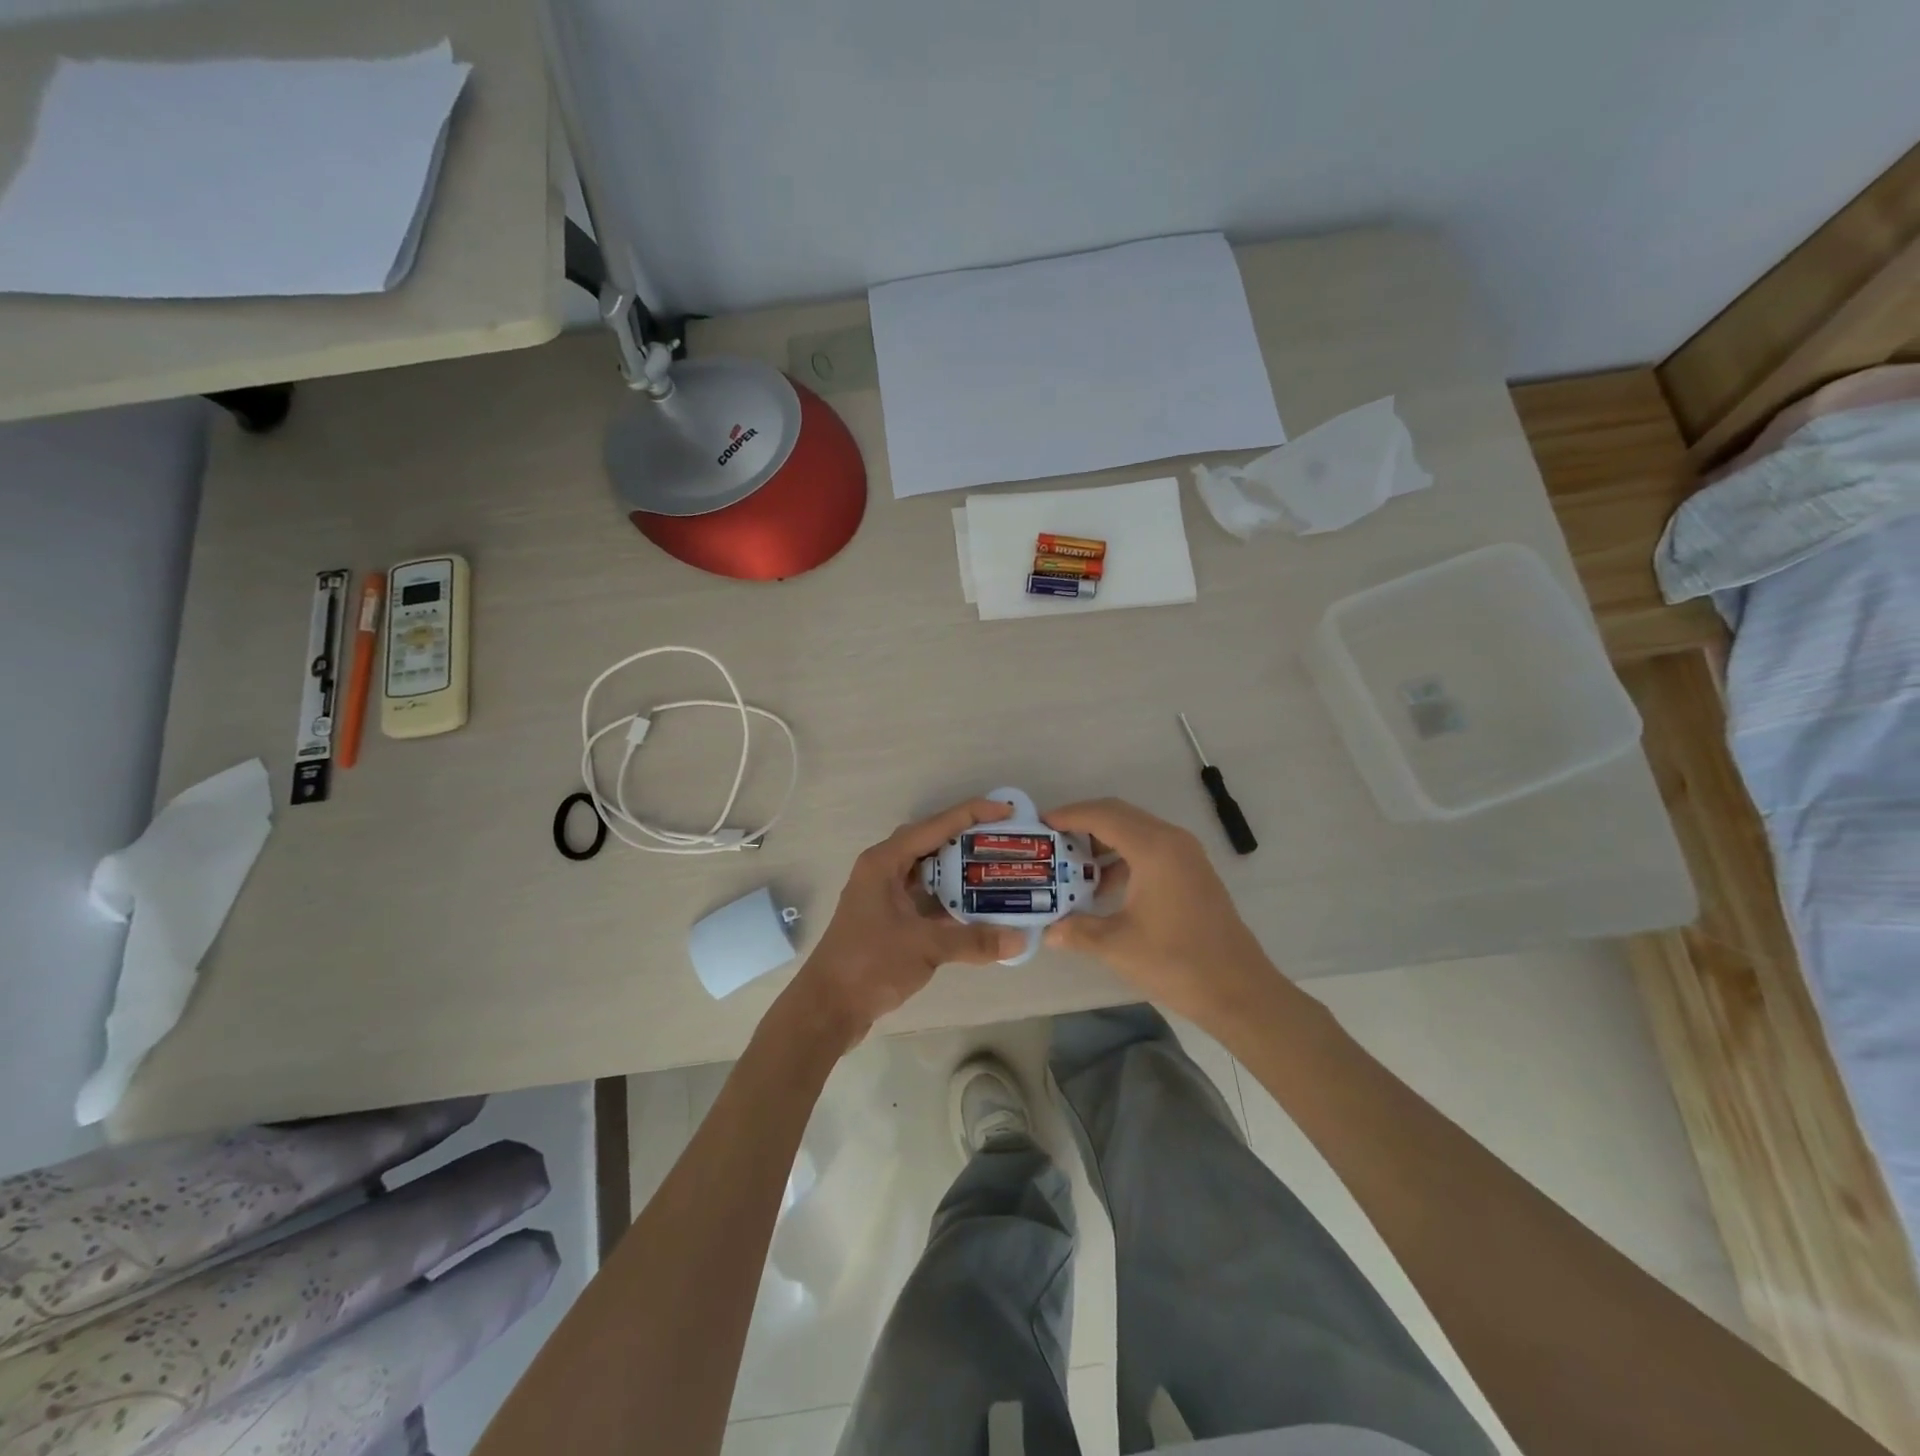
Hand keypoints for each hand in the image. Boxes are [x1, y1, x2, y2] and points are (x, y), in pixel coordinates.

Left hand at [784, 799, 1025, 1049]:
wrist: (828, 1007)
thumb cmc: (870, 964)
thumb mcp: (925, 947)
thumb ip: (974, 940)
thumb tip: (1021, 940)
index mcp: (885, 862)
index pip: (935, 826)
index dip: (972, 814)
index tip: (1007, 812)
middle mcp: (883, 870)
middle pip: (932, 843)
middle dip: (968, 840)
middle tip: (1004, 841)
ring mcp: (884, 895)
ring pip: (929, 871)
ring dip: (959, 870)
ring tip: (997, 869)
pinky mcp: (888, 918)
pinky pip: (925, 896)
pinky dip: (949, 898)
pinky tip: (977, 905)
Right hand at [1041, 797, 1277, 1025]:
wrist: (1239, 990)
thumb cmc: (1177, 962)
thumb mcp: (1117, 946)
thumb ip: (1077, 931)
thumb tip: (1047, 931)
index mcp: (1154, 849)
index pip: (1102, 815)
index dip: (1068, 815)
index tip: (1040, 824)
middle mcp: (1172, 840)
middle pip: (1119, 815)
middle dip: (1082, 824)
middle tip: (1051, 842)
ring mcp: (1186, 855)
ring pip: (1135, 831)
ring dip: (1103, 842)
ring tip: (1071, 867)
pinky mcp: (1192, 872)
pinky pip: (1149, 849)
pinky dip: (1122, 857)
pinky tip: (1104, 889)